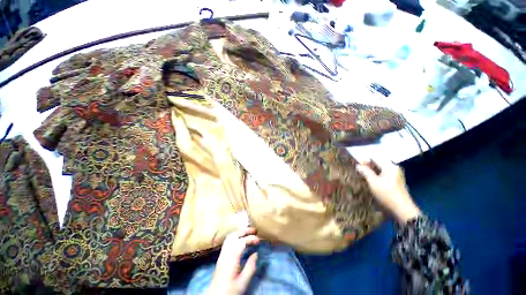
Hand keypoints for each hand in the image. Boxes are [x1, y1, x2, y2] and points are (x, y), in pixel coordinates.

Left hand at [207, 227, 259, 294]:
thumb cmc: (230, 291)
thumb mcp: (243, 282)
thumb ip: (250, 267)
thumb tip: (256, 253)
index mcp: (231, 258)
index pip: (241, 242)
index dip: (251, 238)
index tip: (259, 240)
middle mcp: (225, 253)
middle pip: (234, 235)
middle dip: (245, 231)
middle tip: (255, 231)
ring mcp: (222, 254)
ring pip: (230, 237)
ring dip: (240, 232)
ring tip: (249, 233)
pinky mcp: (221, 257)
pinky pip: (228, 241)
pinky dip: (236, 236)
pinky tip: (241, 240)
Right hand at [356, 159, 420, 222]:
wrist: (402, 210)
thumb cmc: (387, 194)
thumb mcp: (373, 182)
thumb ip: (365, 172)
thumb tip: (358, 165)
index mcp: (390, 166)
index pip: (375, 158)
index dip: (364, 160)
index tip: (356, 165)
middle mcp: (394, 168)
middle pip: (378, 162)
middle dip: (368, 165)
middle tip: (358, 169)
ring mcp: (396, 175)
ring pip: (381, 169)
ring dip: (371, 170)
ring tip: (363, 174)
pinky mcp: (396, 181)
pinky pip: (384, 174)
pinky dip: (376, 175)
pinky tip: (371, 179)